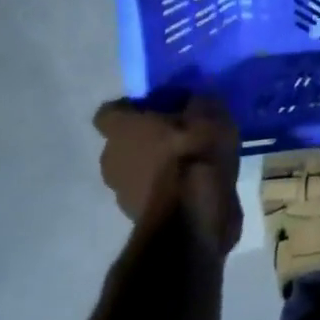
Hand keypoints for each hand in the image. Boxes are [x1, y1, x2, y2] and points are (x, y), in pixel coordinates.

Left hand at [93, 96, 243, 253]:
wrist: (193, 218)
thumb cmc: (193, 155)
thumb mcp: (209, 114)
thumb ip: (197, 102)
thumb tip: (193, 100)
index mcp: (122, 129)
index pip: (110, 111)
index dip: (133, 108)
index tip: (159, 107)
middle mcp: (112, 157)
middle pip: (124, 141)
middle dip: (147, 137)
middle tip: (180, 132)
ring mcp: (121, 191)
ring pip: (136, 169)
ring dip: (156, 164)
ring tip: (190, 161)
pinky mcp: (137, 217)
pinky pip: (150, 192)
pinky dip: (166, 187)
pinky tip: (193, 185)